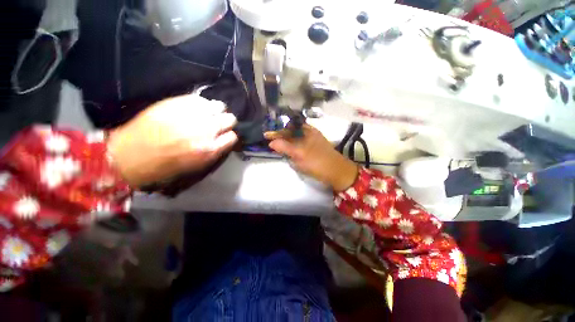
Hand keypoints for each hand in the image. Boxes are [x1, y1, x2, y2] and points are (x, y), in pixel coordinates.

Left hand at [108, 94, 237, 186]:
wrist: (129, 157)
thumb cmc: (164, 168)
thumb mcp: (197, 167)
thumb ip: (215, 152)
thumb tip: (223, 141)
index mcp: (210, 150)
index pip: (233, 137)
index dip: (229, 137)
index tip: (224, 137)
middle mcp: (206, 130)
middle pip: (230, 119)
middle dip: (226, 122)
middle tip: (217, 125)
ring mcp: (191, 115)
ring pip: (218, 106)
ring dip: (216, 111)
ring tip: (207, 115)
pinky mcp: (176, 103)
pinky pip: (200, 99)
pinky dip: (201, 104)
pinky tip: (194, 109)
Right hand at [265, 125, 357, 191]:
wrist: (336, 172)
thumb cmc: (318, 161)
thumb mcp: (300, 154)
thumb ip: (285, 147)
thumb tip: (271, 143)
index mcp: (307, 131)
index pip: (289, 127)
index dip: (277, 131)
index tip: (266, 135)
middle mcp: (309, 133)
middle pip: (291, 132)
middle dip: (280, 135)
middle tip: (269, 140)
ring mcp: (311, 141)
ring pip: (295, 139)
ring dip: (285, 141)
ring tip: (275, 145)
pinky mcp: (312, 149)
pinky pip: (299, 145)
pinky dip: (291, 146)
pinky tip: (287, 150)